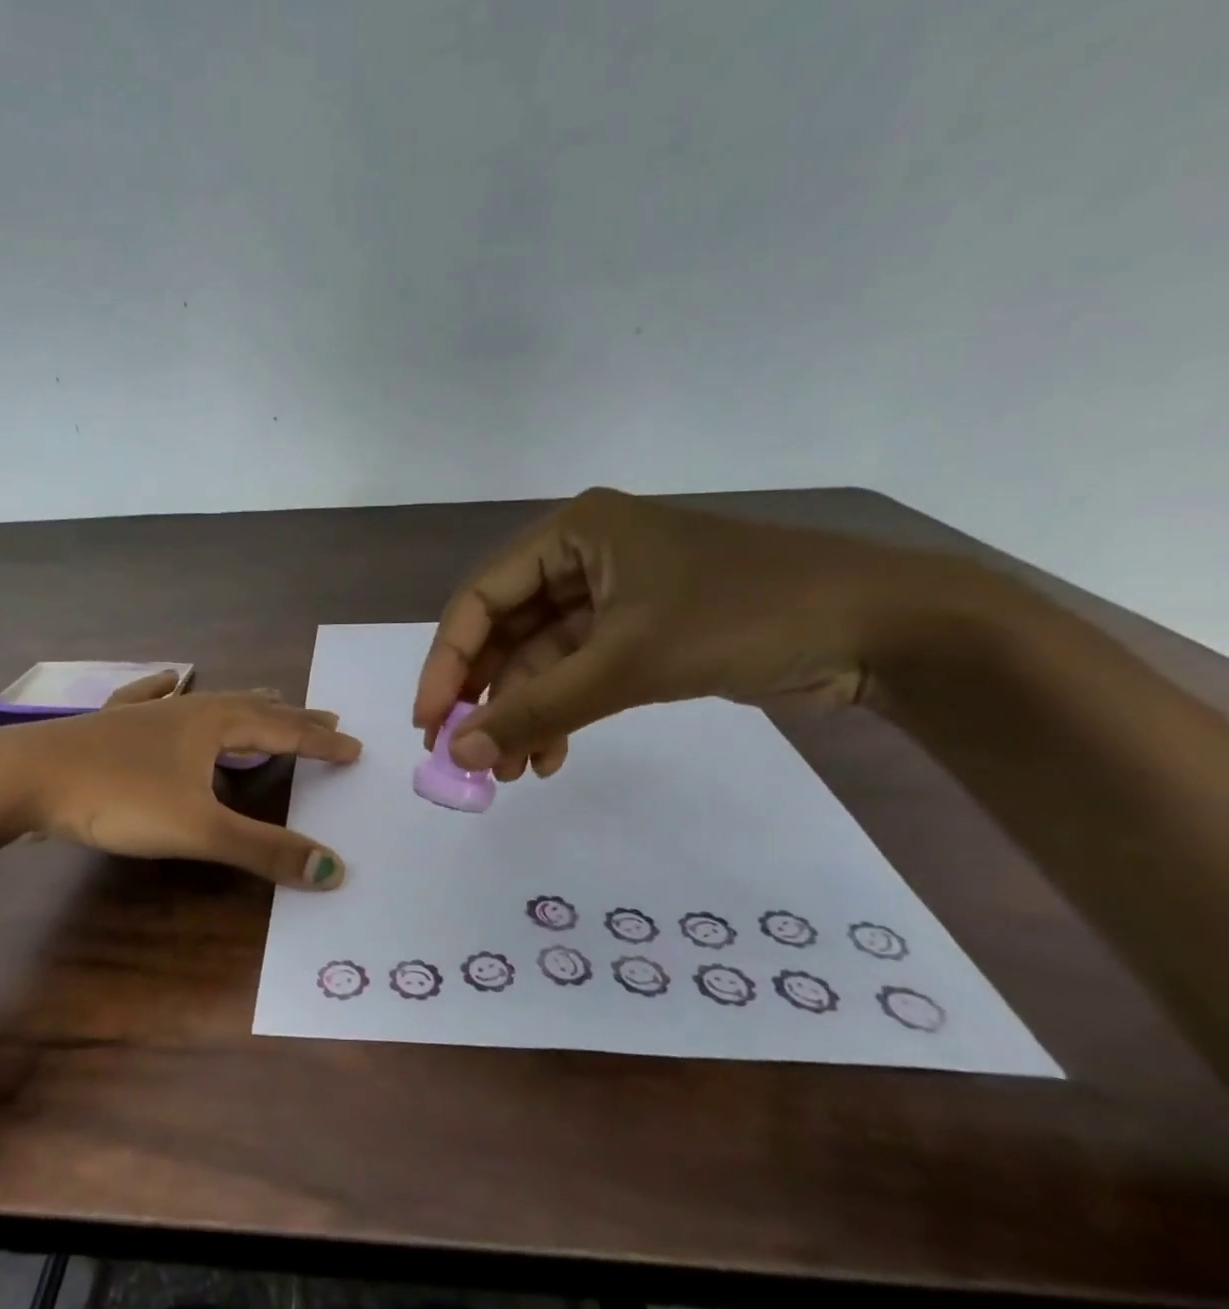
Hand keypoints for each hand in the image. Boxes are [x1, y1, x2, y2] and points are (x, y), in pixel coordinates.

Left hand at [0, 673, 360, 887]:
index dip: (321, 742)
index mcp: (213, 725)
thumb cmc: (117, 798)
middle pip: (252, 709)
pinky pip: (153, 698)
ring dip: (244, 706)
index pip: (283, 731)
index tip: (355, 746)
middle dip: (292, 718)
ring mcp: (145, 713)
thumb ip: (264, 850)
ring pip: (208, 702)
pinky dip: (171, 690)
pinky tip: (171, 678)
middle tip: (326, 718)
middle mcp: (185, 709)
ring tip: (267, 701)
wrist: (23, 778)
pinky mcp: (111, 723)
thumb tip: (334, 870)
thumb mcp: (198, 829)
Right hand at [413, 488, 897, 775]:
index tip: (429, 722)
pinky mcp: (638, 633)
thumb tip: (457, 754)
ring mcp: (612, 597)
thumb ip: (536, 710)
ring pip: (539, 662)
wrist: (881, 629)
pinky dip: (560, 716)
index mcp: (573, 534)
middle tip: (465, 757)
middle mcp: (583, 558)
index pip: (480, 599)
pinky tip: (551, 758)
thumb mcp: (627, 664)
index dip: (447, 663)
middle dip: (486, 698)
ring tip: (512, 774)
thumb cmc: (744, 617)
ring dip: (522, 716)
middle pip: (505, 632)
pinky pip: (576, 676)